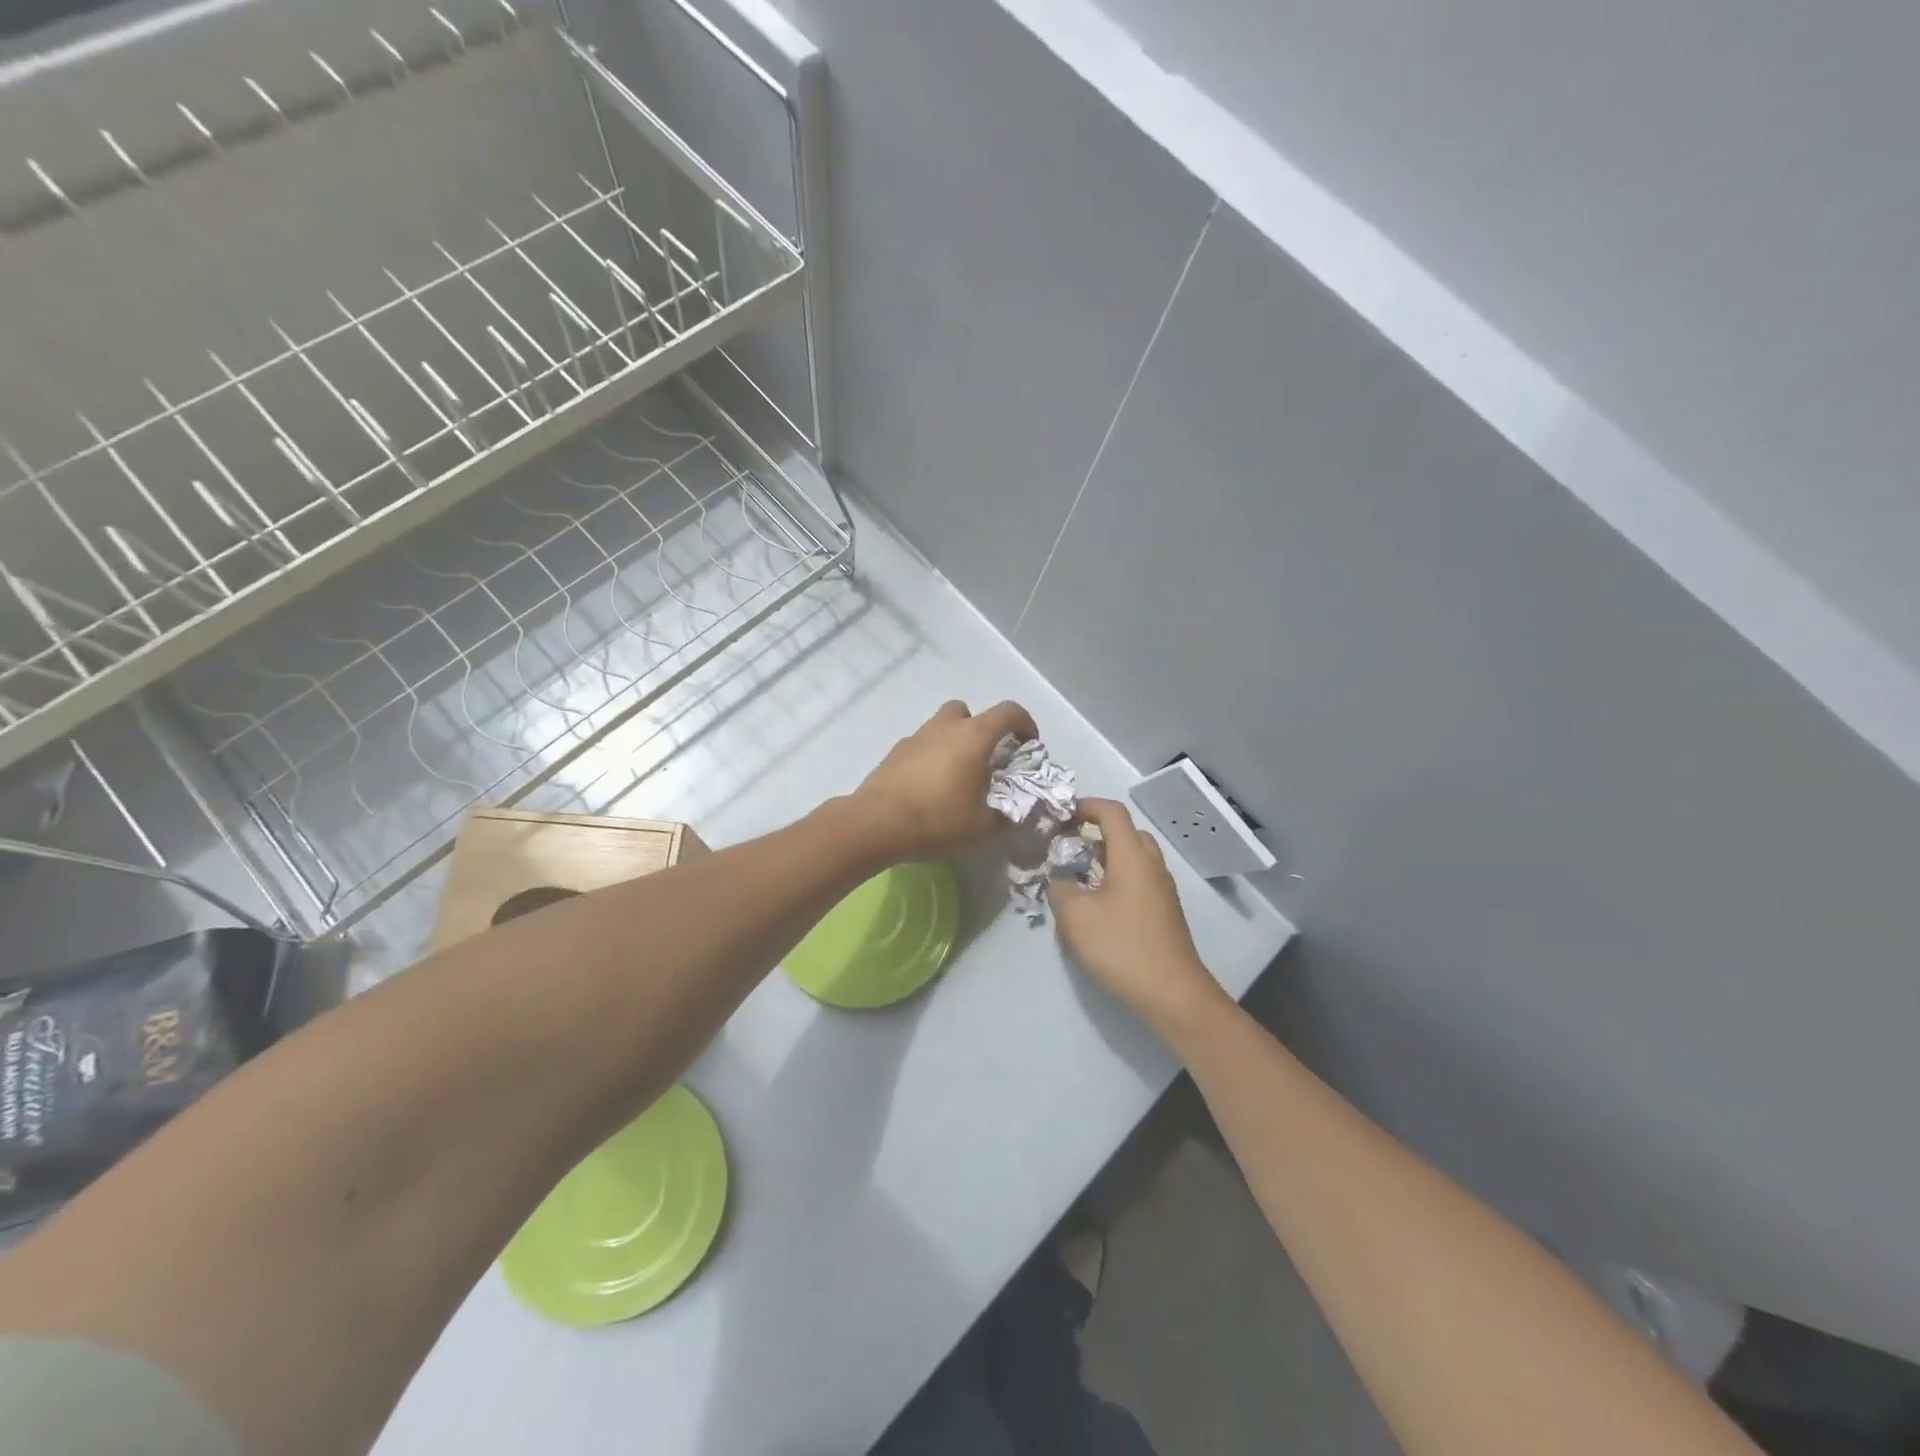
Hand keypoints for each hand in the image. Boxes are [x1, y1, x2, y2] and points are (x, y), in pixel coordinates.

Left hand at [853, 699, 1037, 859]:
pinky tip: (928, 788)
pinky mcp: (894, 752)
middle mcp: (945, 728)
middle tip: (984, 758)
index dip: (1025, 723)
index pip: (1009, 712)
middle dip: (979, 729)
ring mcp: (916, 737)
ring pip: (940, 727)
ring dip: (952, 743)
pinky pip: (920, 746)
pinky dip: (929, 758)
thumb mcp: (980, 827)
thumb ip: (1000, 815)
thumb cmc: (937, 819)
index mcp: (973, 737)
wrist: (877, 823)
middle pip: (967, 712)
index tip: (1028, 745)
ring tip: (955, 776)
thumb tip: (1007, 814)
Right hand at [1050, 799, 1228, 1032]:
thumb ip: (1059, 889)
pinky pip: (1139, 880)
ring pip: (1134, 858)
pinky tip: (1098, 905)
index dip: (1086, 807)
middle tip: (1069, 846)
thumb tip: (1059, 880)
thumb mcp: (1075, 917)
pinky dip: (1117, 879)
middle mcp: (1152, 865)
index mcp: (1132, 856)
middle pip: (1127, 832)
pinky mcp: (1164, 913)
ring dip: (1106, 858)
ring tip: (1078, 876)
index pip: (1112, 812)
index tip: (1061, 816)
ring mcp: (1162, 890)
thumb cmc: (1122, 946)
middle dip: (1097, 832)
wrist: (1173, 994)